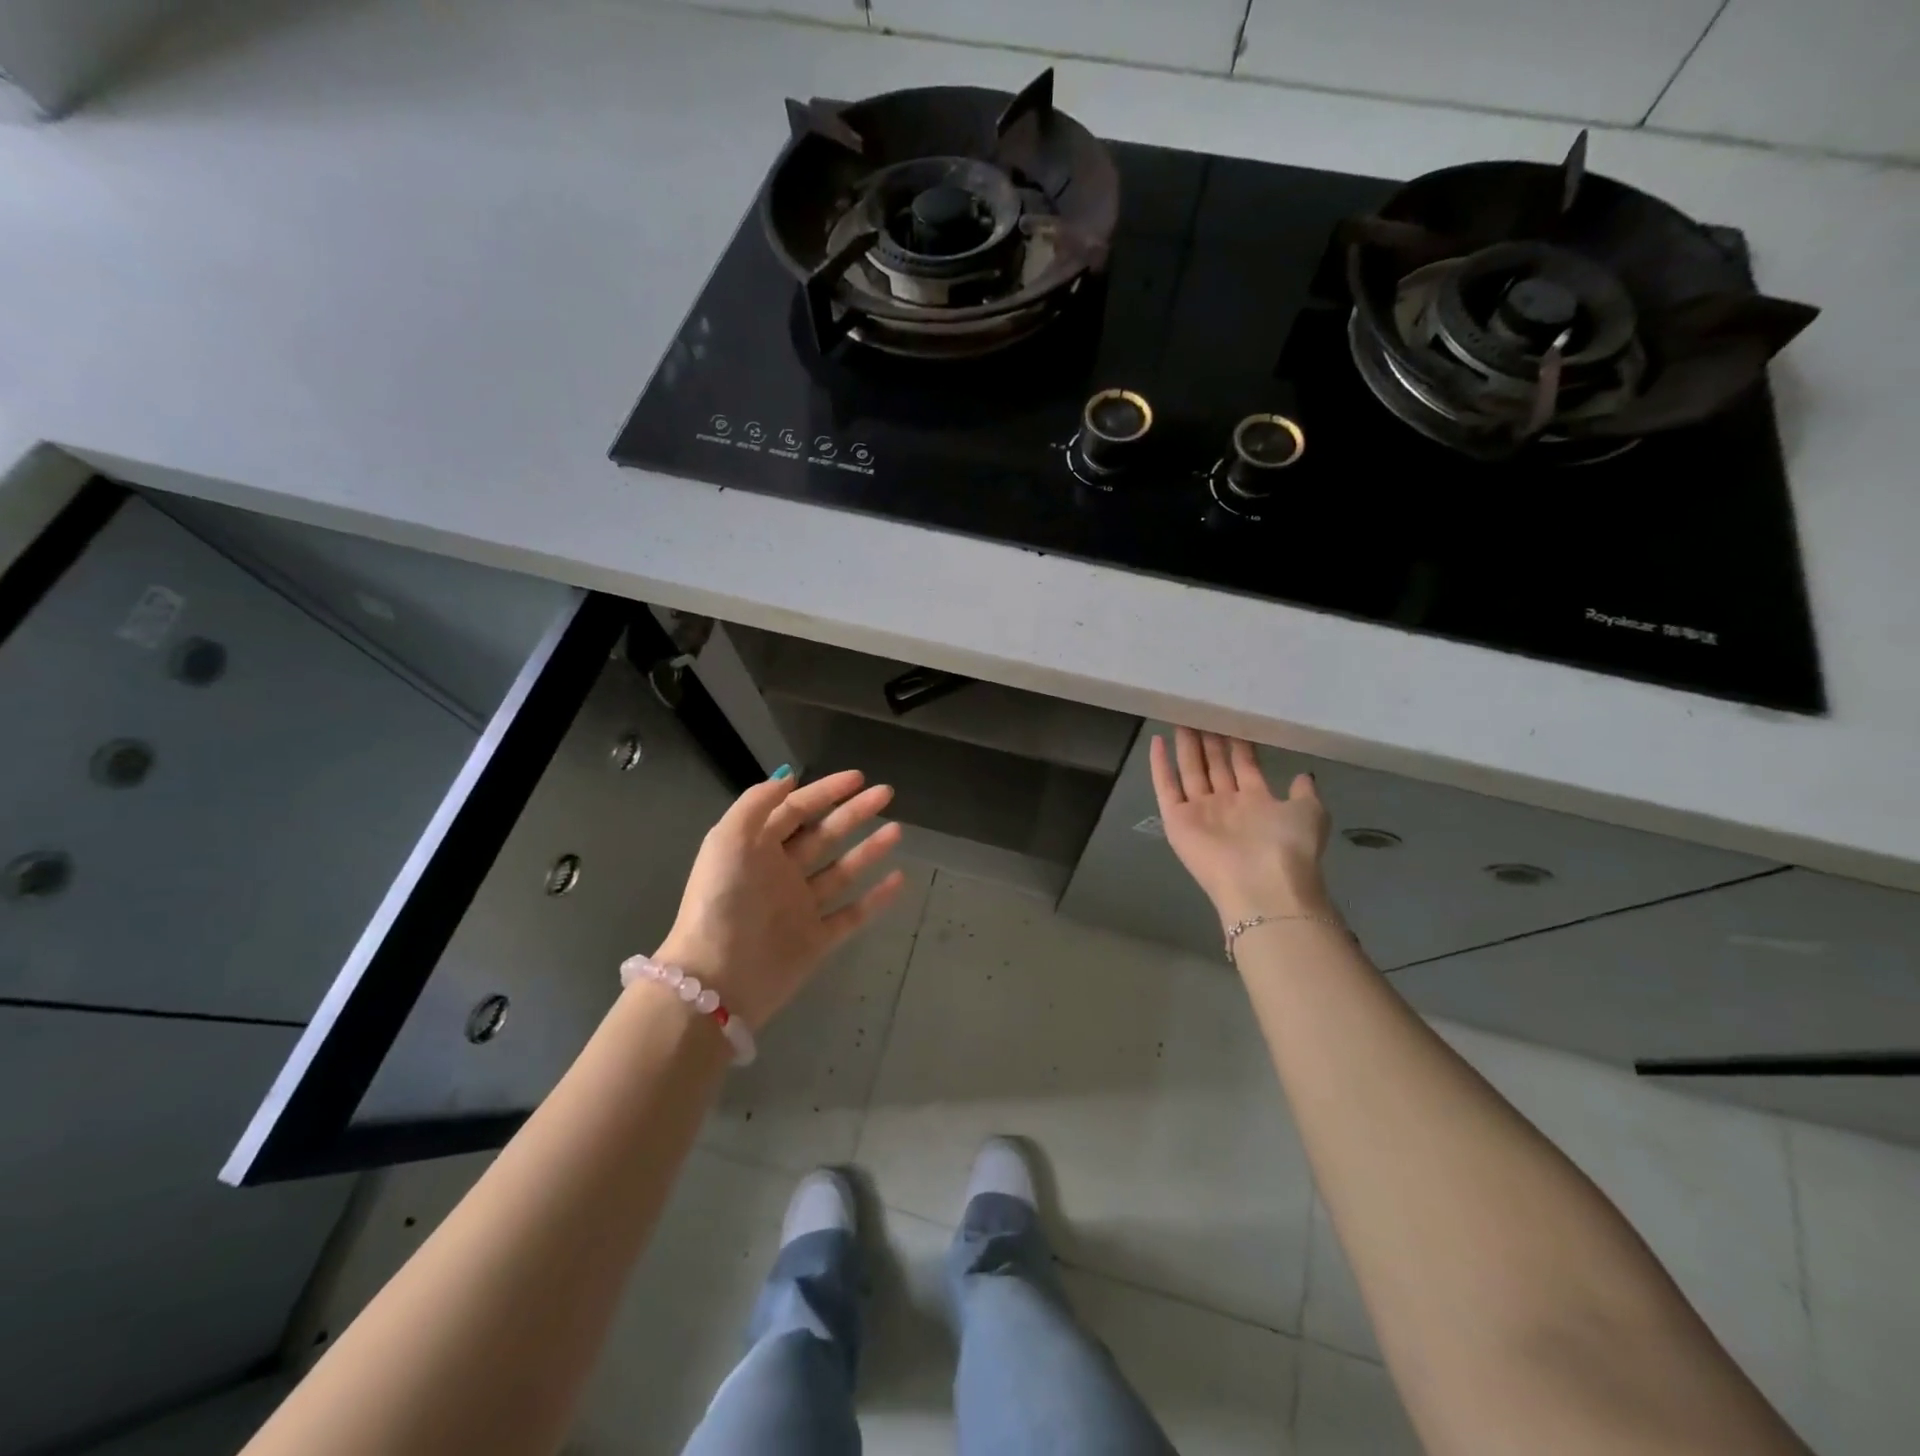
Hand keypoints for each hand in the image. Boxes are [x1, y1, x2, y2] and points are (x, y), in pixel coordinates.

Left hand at [651, 770, 906, 1029]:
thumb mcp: (727, 840)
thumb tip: (788, 777)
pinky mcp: (817, 939)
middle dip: (854, 812)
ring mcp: (800, 908)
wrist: (718, 980)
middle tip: (886, 794)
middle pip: (824, 835)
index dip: (825, 791)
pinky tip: (899, 878)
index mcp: (757, 849)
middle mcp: (780, 874)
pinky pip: (853, 914)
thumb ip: (757, 804)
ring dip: (869, 849)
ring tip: (897, 830)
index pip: (796, 810)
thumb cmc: (722, 902)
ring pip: (842, 871)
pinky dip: (877, 898)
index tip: (858, 777)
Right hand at [1150, 726, 1332, 926]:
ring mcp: (1200, 812)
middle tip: (1202, 710)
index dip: (1237, 743)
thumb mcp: (1310, 813)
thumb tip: (1303, 776)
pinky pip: (1166, 787)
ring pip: (1190, 771)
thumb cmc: (1288, 845)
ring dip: (1186, 746)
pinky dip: (1160, 766)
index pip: (1243, 765)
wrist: (1261, 882)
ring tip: (1182, 717)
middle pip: (1215, 765)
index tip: (1232, 718)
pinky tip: (1157, 741)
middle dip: (1209, 739)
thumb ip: (1303, 793)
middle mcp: (1227, 805)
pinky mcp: (1177, 820)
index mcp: (1256, 802)